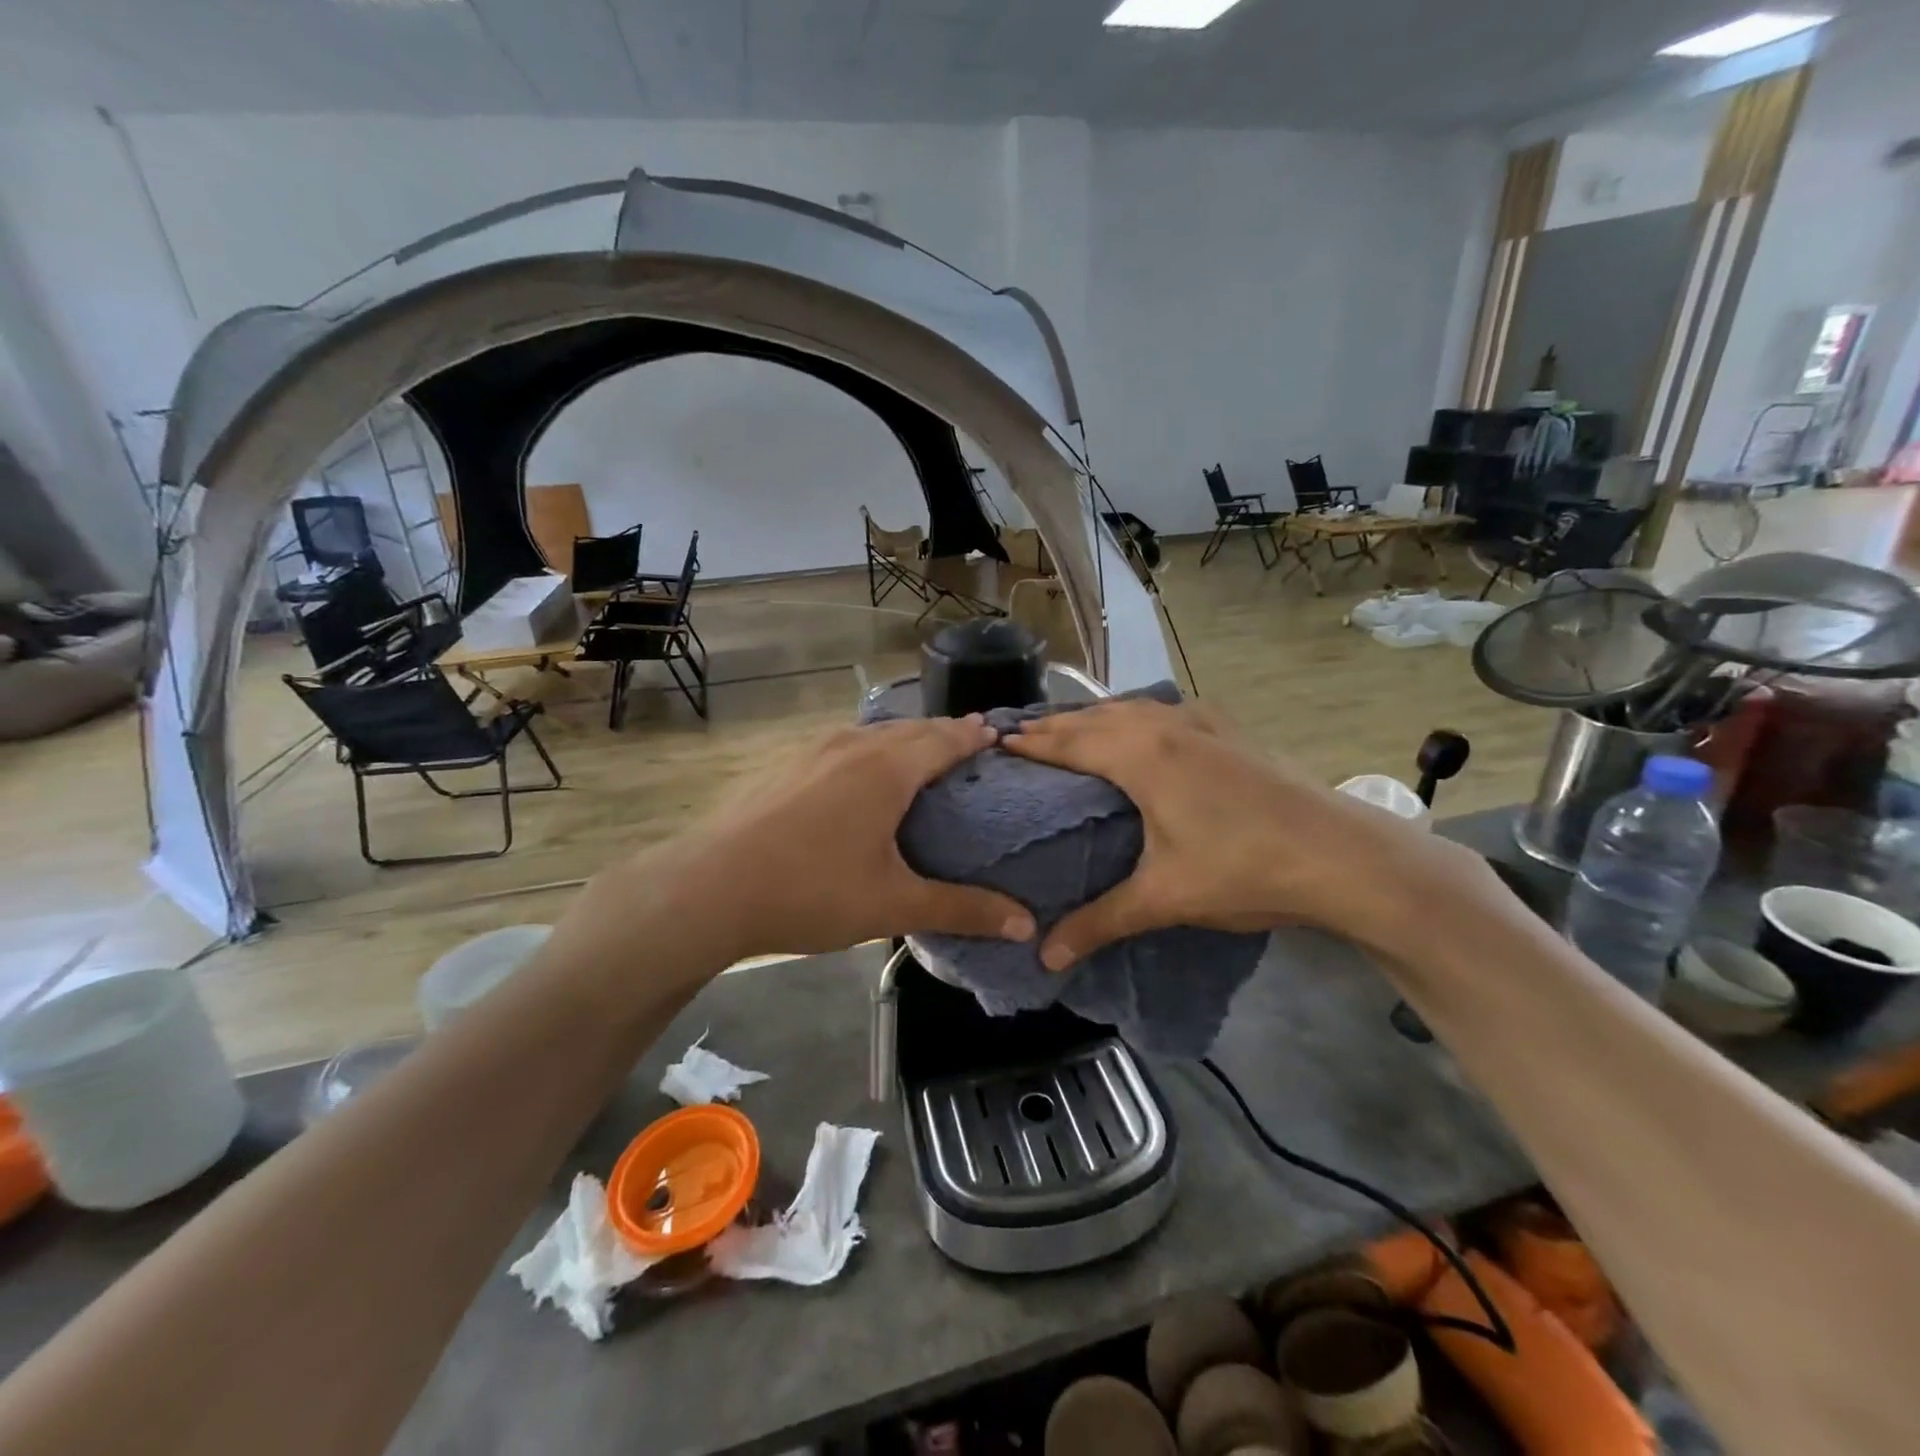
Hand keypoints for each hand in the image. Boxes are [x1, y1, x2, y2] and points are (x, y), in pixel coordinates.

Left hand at [615, 717, 1036, 961]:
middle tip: (970, 742)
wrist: (708, 888)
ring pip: (873, 734)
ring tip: (922, 755)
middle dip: (944, 733)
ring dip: (904, 739)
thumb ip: (961, 909)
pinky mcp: (785, 766)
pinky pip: (843, 745)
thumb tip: (1025, 924)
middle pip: (911, 730)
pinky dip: (869, 750)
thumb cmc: (811, 891)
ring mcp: (813, 752)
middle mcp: (853, 746)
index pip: (945, 739)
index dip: (974, 736)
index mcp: (887, 769)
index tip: (998, 733)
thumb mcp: (893, 904)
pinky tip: (860, 774)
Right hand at [1001, 699, 1479, 966]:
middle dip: (1056, 724)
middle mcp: (1166, 727)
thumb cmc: (1243, 869)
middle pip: (1096, 717)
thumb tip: (1045, 959)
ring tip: (1072, 731)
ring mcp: (1204, 724)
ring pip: (1133, 709)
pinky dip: (1137, 717)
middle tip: (1021, 736)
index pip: (1069, 740)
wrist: (1343, 855)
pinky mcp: (1231, 732)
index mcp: (1141, 756)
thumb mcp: (1164, 898)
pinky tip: (1145, 731)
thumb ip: (1100, 922)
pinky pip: (1165, 712)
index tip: (997, 741)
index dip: (1031, 742)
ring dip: (1097, 717)